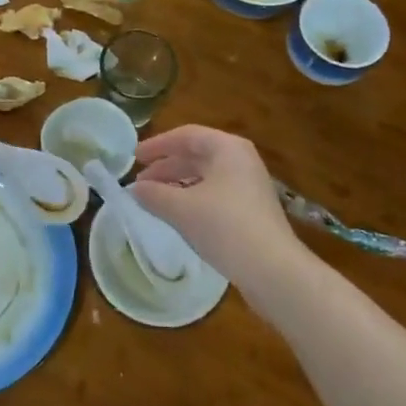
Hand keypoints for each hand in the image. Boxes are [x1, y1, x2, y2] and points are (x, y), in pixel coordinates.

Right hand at [131, 125, 305, 299]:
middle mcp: (241, 160)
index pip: (186, 135)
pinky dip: (192, 199)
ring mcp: (249, 185)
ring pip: (205, 176)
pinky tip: (177, 215)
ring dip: (177, 185)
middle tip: (140, 183)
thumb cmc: (225, 227)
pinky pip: (215, 194)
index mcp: (227, 148)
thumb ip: (154, 194)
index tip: (133, 158)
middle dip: (165, 167)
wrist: (273, 270)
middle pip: (196, 155)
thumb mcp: (181, 208)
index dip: (157, 145)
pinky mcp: (251, 209)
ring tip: (153, 200)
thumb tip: (134, 189)